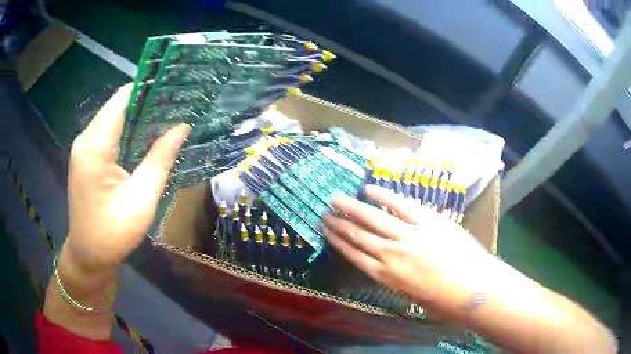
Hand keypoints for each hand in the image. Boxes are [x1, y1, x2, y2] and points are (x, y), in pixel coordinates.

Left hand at [63, 83, 189, 278]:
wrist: (89, 257)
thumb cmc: (113, 233)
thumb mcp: (141, 199)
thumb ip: (160, 158)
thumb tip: (182, 127)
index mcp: (95, 145)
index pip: (123, 99)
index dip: (149, 88)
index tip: (177, 88)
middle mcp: (86, 139)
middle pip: (118, 105)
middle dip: (147, 101)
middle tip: (179, 103)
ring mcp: (84, 148)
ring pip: (114, 118)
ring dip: (139, 116)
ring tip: (169, 116)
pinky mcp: (87, 158)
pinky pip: (109, 133)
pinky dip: (129, 129)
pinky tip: (147, 135)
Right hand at [322, 185, 491, 311]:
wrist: (476, 289)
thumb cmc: (446, 301)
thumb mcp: (413, 296)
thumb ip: (398, 279)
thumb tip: (390, 265)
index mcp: (387, 277)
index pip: (355, 256)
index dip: (338, 242)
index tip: (326, 231)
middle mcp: (392, 255)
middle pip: (358, 236)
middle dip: (339, 224)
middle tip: (325, 212)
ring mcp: (410, 235)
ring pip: (374, 219)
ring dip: (353, 208)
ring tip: (337, 199)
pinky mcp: (428, 221)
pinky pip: (402, 205)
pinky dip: (384, 196)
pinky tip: (369, 189)